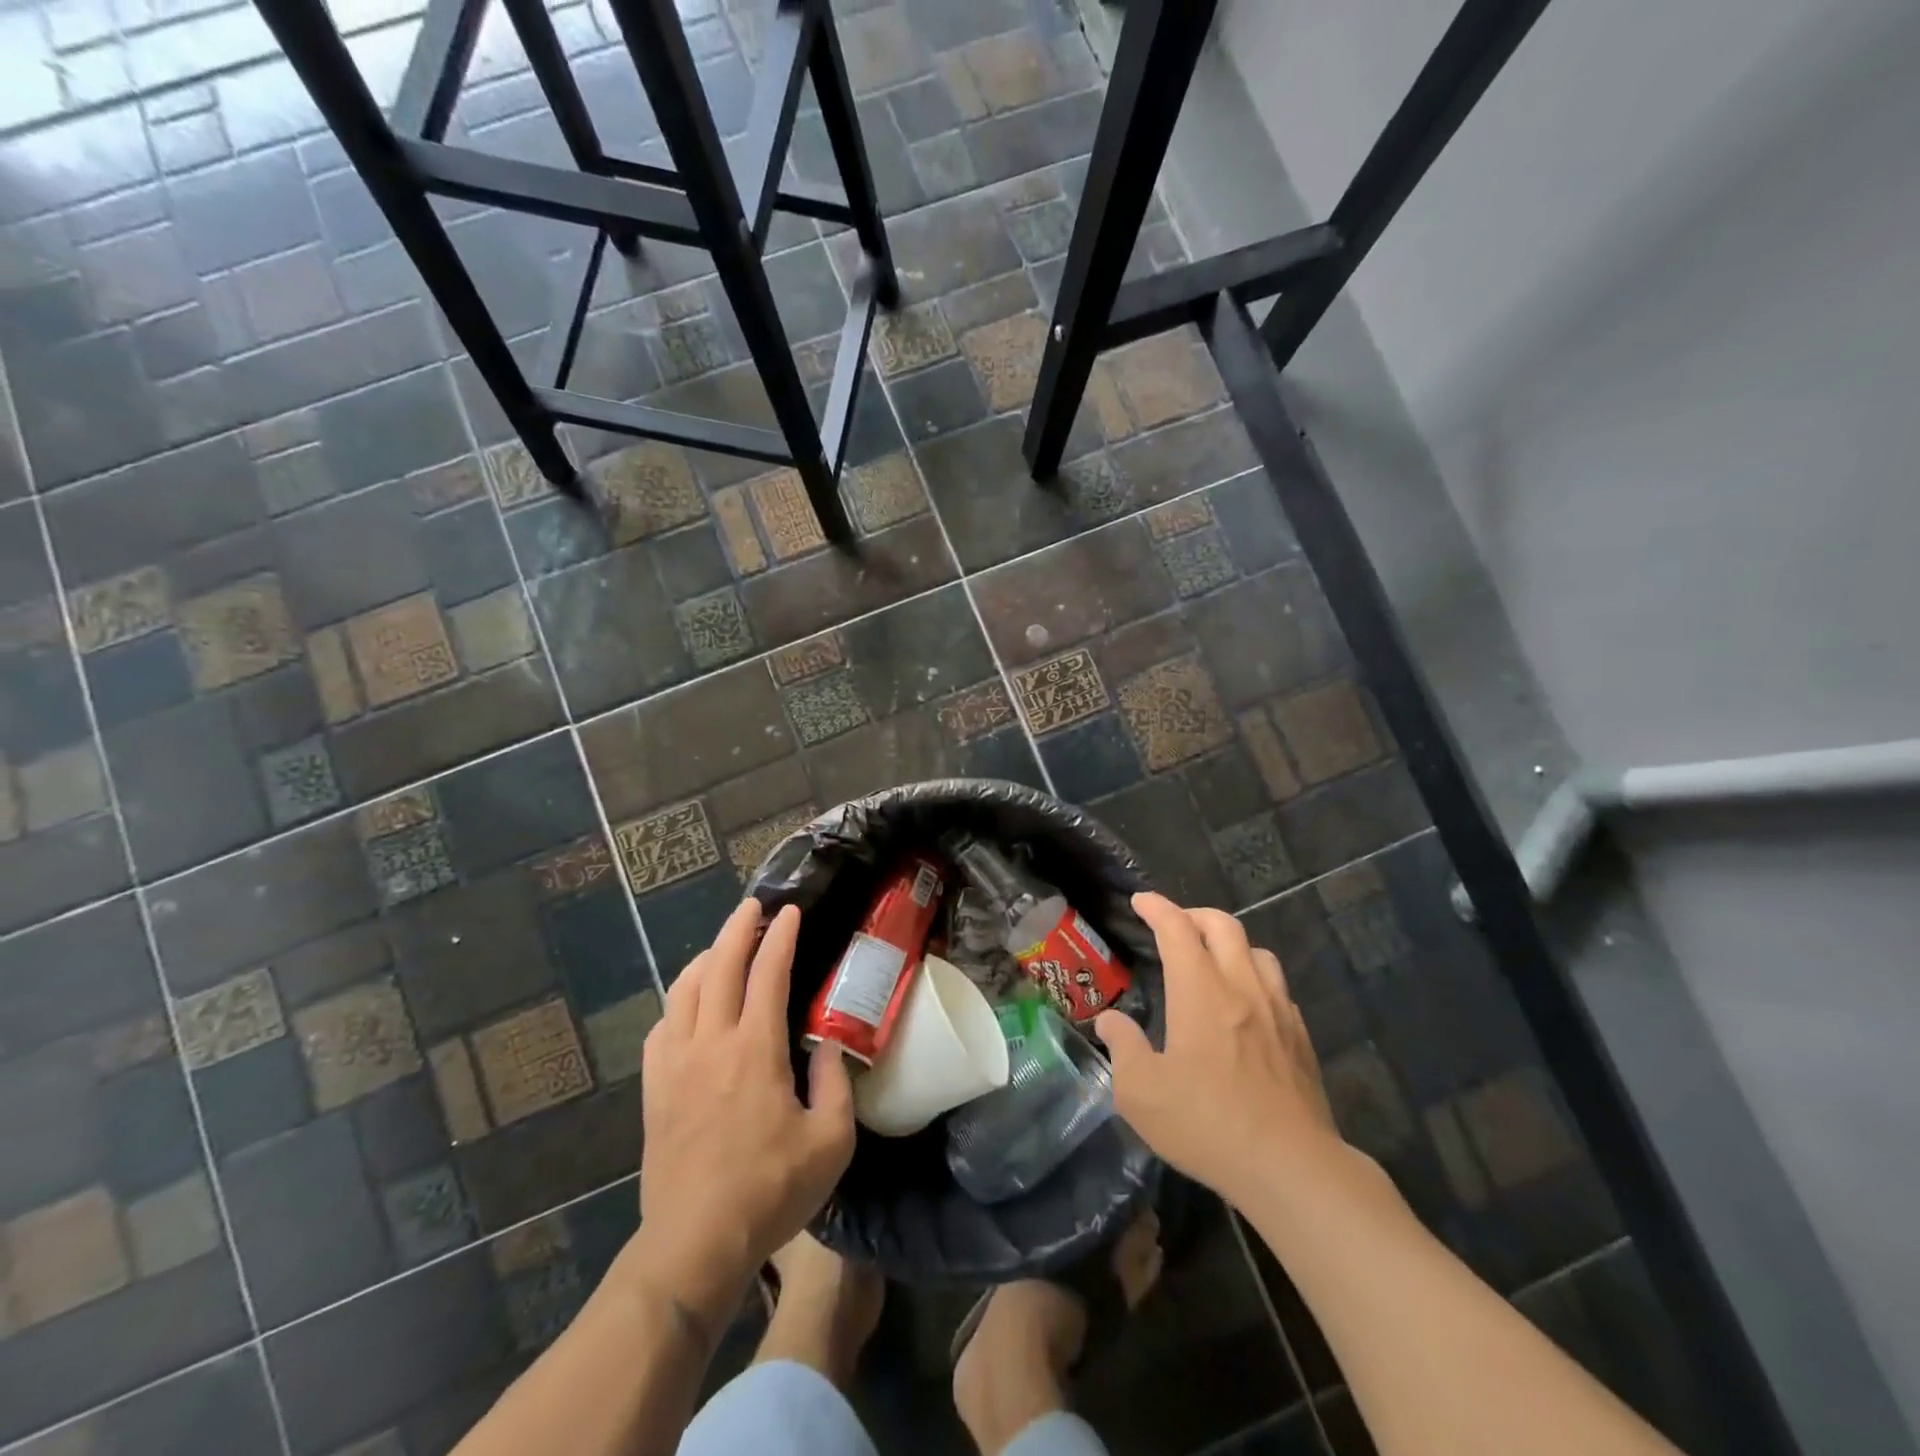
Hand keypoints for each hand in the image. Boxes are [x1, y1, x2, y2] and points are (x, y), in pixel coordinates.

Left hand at [630, 900, 855, 1328]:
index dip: (780, 938)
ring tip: (723, 947)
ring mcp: (675, 1064)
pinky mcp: (654, 1089)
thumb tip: (830, 1044)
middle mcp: (711, 1044)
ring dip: (706, 958)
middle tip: (753, 907)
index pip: (768, 974)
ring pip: (684, 990)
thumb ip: (836, 1083)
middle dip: (737, 929)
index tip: (790, 912)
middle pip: (720, 967)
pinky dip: (678, 1002)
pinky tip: (690, 1006)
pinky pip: (662, 1027)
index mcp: (755, 1050)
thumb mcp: (831, 1141)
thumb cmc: (770, 1191)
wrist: (693, 1244)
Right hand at [1095, 892, 1341, 1207]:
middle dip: (1194, 914)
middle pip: (1223, 925)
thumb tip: (1109, 1021)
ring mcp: (1277, 1010)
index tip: (1140, 901)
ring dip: (1230, 943)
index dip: (1157, 907)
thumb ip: (1122, 1048)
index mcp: (1200, 991)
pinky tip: (1246, 1005)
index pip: (1177, 928)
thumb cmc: (1207, 1124)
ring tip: (1212, 959)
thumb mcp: (1141, 1093)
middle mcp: (1241, 987)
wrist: (1291, 1167)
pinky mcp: (1300, 1037)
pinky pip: (1277, 986)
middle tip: (1174, 924)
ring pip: (1257, 951)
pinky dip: (1255, 977)